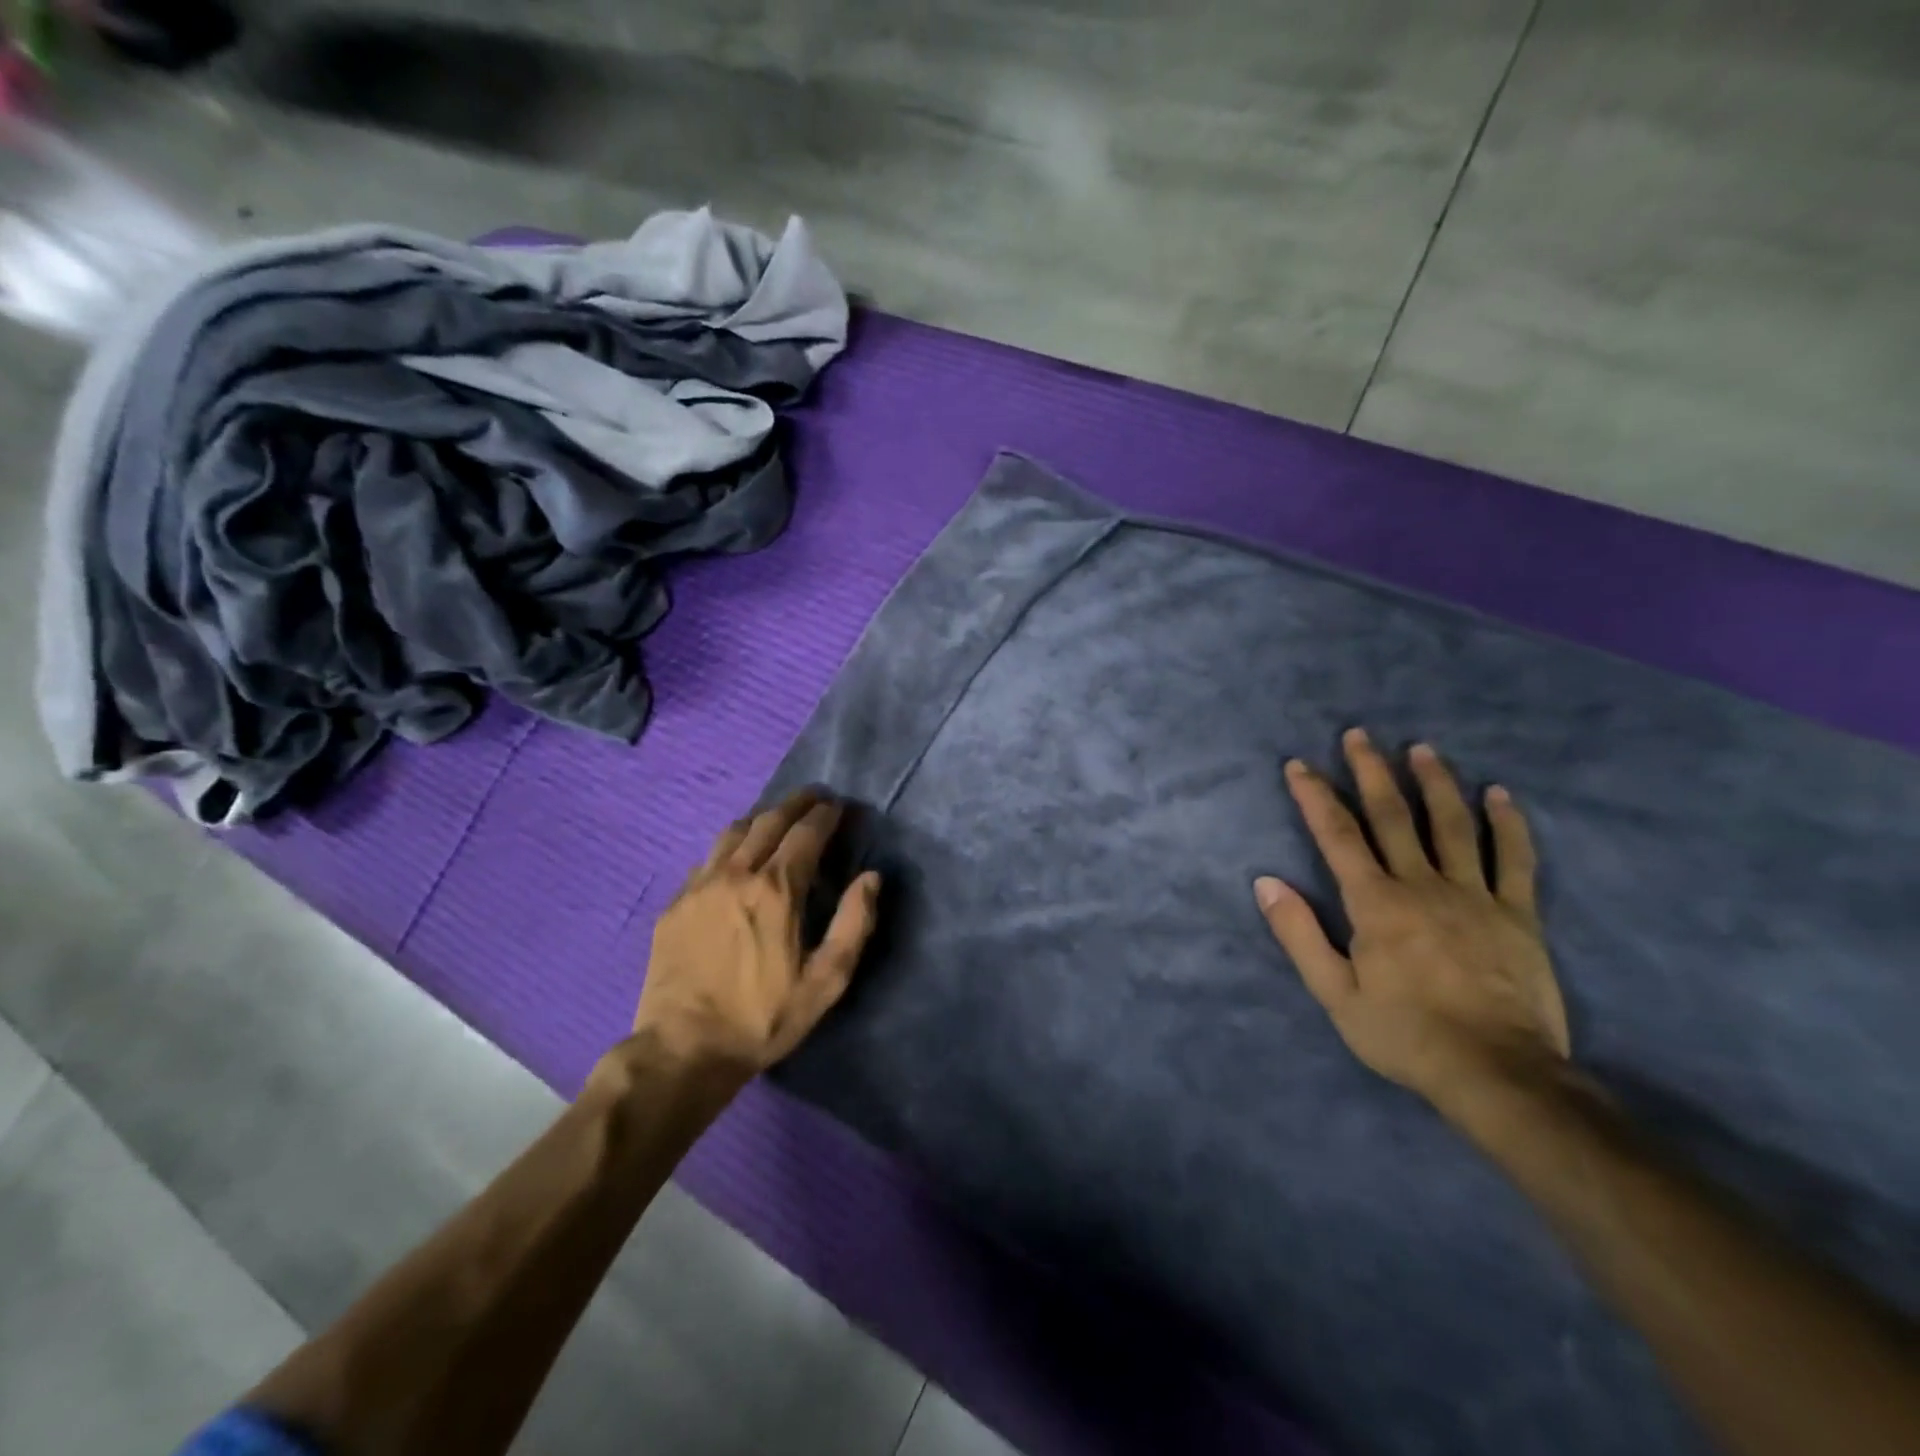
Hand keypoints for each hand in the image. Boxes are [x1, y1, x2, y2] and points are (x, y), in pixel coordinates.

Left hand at [634, 789, 881, 1078]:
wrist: (683, 1050)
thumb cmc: (763, 1018)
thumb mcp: (826, 981)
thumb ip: (854, 924)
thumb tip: (872, 877)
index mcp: (776, 889)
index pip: (806, 832)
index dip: (827, 814)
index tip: (840, 806)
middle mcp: (736, 874)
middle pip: (769, 820)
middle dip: (797, 803)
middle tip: (815, 796)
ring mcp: (699, 886)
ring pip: (733, 832)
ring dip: (762, 817)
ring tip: (777, 818)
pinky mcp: (675, 904)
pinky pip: (707, 859)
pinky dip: (730, 847)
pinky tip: (735, 859)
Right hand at [1254, 729, 1568, 1115]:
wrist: (1498, 1074)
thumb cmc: (1405, 1033)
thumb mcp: (1334, 993)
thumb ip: (1299, 934)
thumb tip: (1266, 882)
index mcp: (1375, 903)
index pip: (1337, 835)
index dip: (1315, 796)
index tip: (1299, 765)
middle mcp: (1422, 885)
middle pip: (1393, 817)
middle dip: (1371, 772)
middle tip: (1358, 735)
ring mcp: (1475, 896)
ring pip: (1453, 826)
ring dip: (1434, 783)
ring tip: (1421, 749)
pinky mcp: (1518, 915)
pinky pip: (1514, 860)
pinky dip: (1508, 824)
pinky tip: (1499, 795)